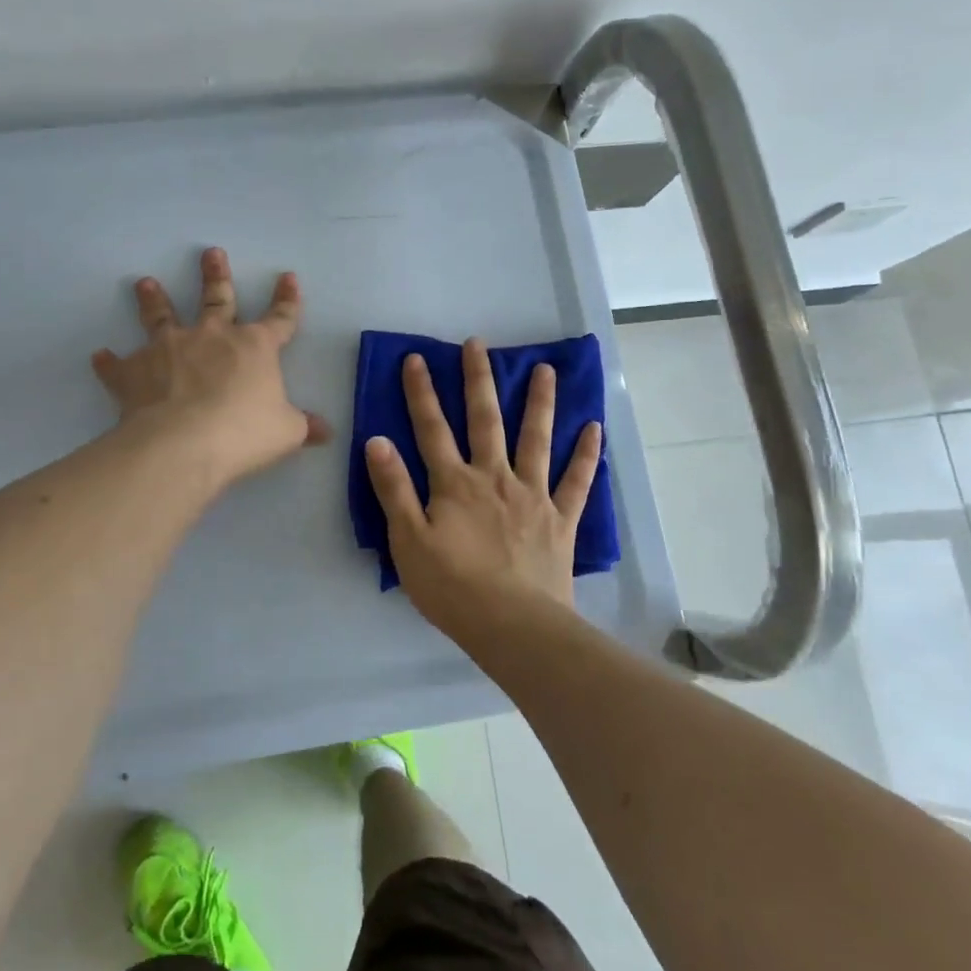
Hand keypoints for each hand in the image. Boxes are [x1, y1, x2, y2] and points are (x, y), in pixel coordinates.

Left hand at [92, 247, 331, 485]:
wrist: (183, 444)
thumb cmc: (244, 433)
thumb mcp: (286, 432)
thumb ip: (304, 426)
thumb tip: (326, 431)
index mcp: (254, 347)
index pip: (280, 319)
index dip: (287, 300)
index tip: (288, 277)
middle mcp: (211, 337)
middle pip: (216, 299)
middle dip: (215, 275)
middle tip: (210, 252)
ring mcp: (169, 349)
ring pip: (161, 316)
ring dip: (154, 299)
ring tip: (145, 282)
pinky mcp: (135, 371)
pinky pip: (119, 365)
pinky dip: (110, 362)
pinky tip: (100, 356)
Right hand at [364, 339, 601, 640]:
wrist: (513, 626)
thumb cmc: (452, 588)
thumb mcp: (407, 541)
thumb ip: (393, 489)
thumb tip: (377, 440)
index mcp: (454, 483)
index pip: (431, 428)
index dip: (421, 392)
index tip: (417, 358)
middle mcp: (494, 477)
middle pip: (485, 420)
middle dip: (478, 380)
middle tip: (478, 344)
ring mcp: (532, 495)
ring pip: (536, 439)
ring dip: (539, 402)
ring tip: (544, 370)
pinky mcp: (560, 519)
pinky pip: (577, 481)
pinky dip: (586, 454)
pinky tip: (594, 428)